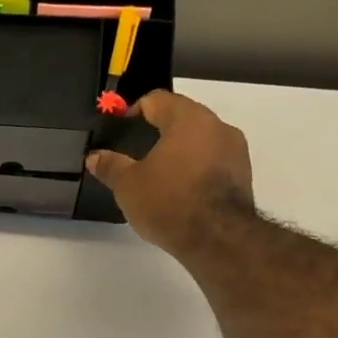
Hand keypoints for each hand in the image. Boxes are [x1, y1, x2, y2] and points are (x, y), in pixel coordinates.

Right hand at [86, 90, 254, 259]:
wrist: (217, 237)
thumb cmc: (168, 201)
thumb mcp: (128, 185)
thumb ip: (111, 166)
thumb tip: (94, 156)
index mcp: (187, 118)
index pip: (157, 100)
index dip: (134, 111)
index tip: (121, 129)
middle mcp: (217, 125)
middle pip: (182, 118)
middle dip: (159, 132)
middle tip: (137, 154)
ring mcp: (235, 149)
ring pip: (200, 140)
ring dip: (180, 151)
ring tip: (159, 176)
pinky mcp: (243, 174)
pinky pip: (213, 161)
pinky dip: (196, 169)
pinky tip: (180, 191)